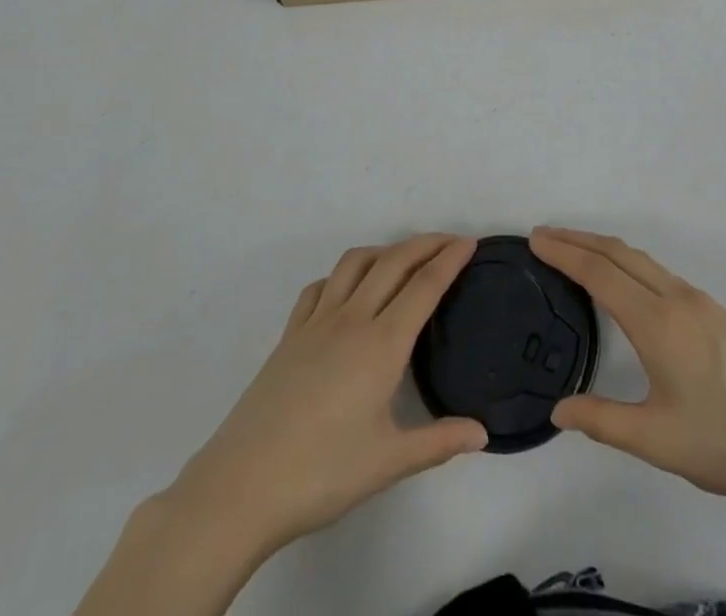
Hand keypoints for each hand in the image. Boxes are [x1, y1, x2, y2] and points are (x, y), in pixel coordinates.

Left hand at [166, 234, 487, 556]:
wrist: (242, 485)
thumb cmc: (322, 473)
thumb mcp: (388, 463)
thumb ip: (439, 442)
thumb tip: (483, 432)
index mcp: (381, 344)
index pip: (424, 286)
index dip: (450, 259)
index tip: (471, 242)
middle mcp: (352, 319)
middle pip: (394, 262)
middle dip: (425, 244)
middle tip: (450, 241)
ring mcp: (316, 322)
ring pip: (355, 263)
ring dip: (385, 251)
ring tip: (403, 260)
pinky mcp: (290, 334)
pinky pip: (321, 287)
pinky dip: (343, 275)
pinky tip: (348, 291)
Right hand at [530, 227, 725, 521]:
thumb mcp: (657, 442)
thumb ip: (603, 421)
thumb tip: (558, 410)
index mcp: (658, 322)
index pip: (599, 273)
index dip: (564, 253)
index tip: (535, 240)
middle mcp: (677, 298)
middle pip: (619, 253)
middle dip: (578, 239)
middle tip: (544, 236)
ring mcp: (701, 302)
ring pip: (642, 260)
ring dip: (604, 248)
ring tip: (575, 252)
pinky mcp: (716, 313)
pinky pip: (660, 272)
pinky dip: (628, 263)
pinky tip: (625, 283)